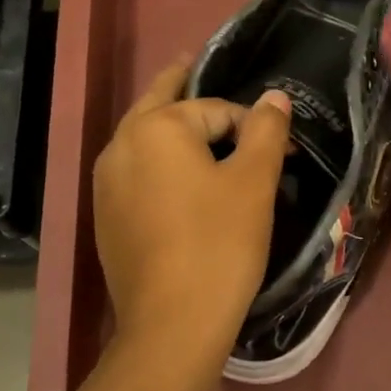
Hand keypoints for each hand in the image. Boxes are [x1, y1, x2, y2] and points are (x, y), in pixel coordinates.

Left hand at [93, 58, 291, 364]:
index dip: (253, 124)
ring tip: (196, 125)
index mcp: (156, 128)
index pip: (214, 109)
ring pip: (143, 139)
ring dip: (170, 127)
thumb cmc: (219, 244)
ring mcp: (106, 184)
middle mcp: (120, 146)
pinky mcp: (106, 217)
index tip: (284, 151)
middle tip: (196, 66)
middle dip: (182, 87)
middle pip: (159, 104)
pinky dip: (158, 163)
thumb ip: (266, 131)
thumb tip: (274, 96)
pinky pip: (136, 173)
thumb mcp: (253, 182)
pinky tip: (179, 180)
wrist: (172, 324)